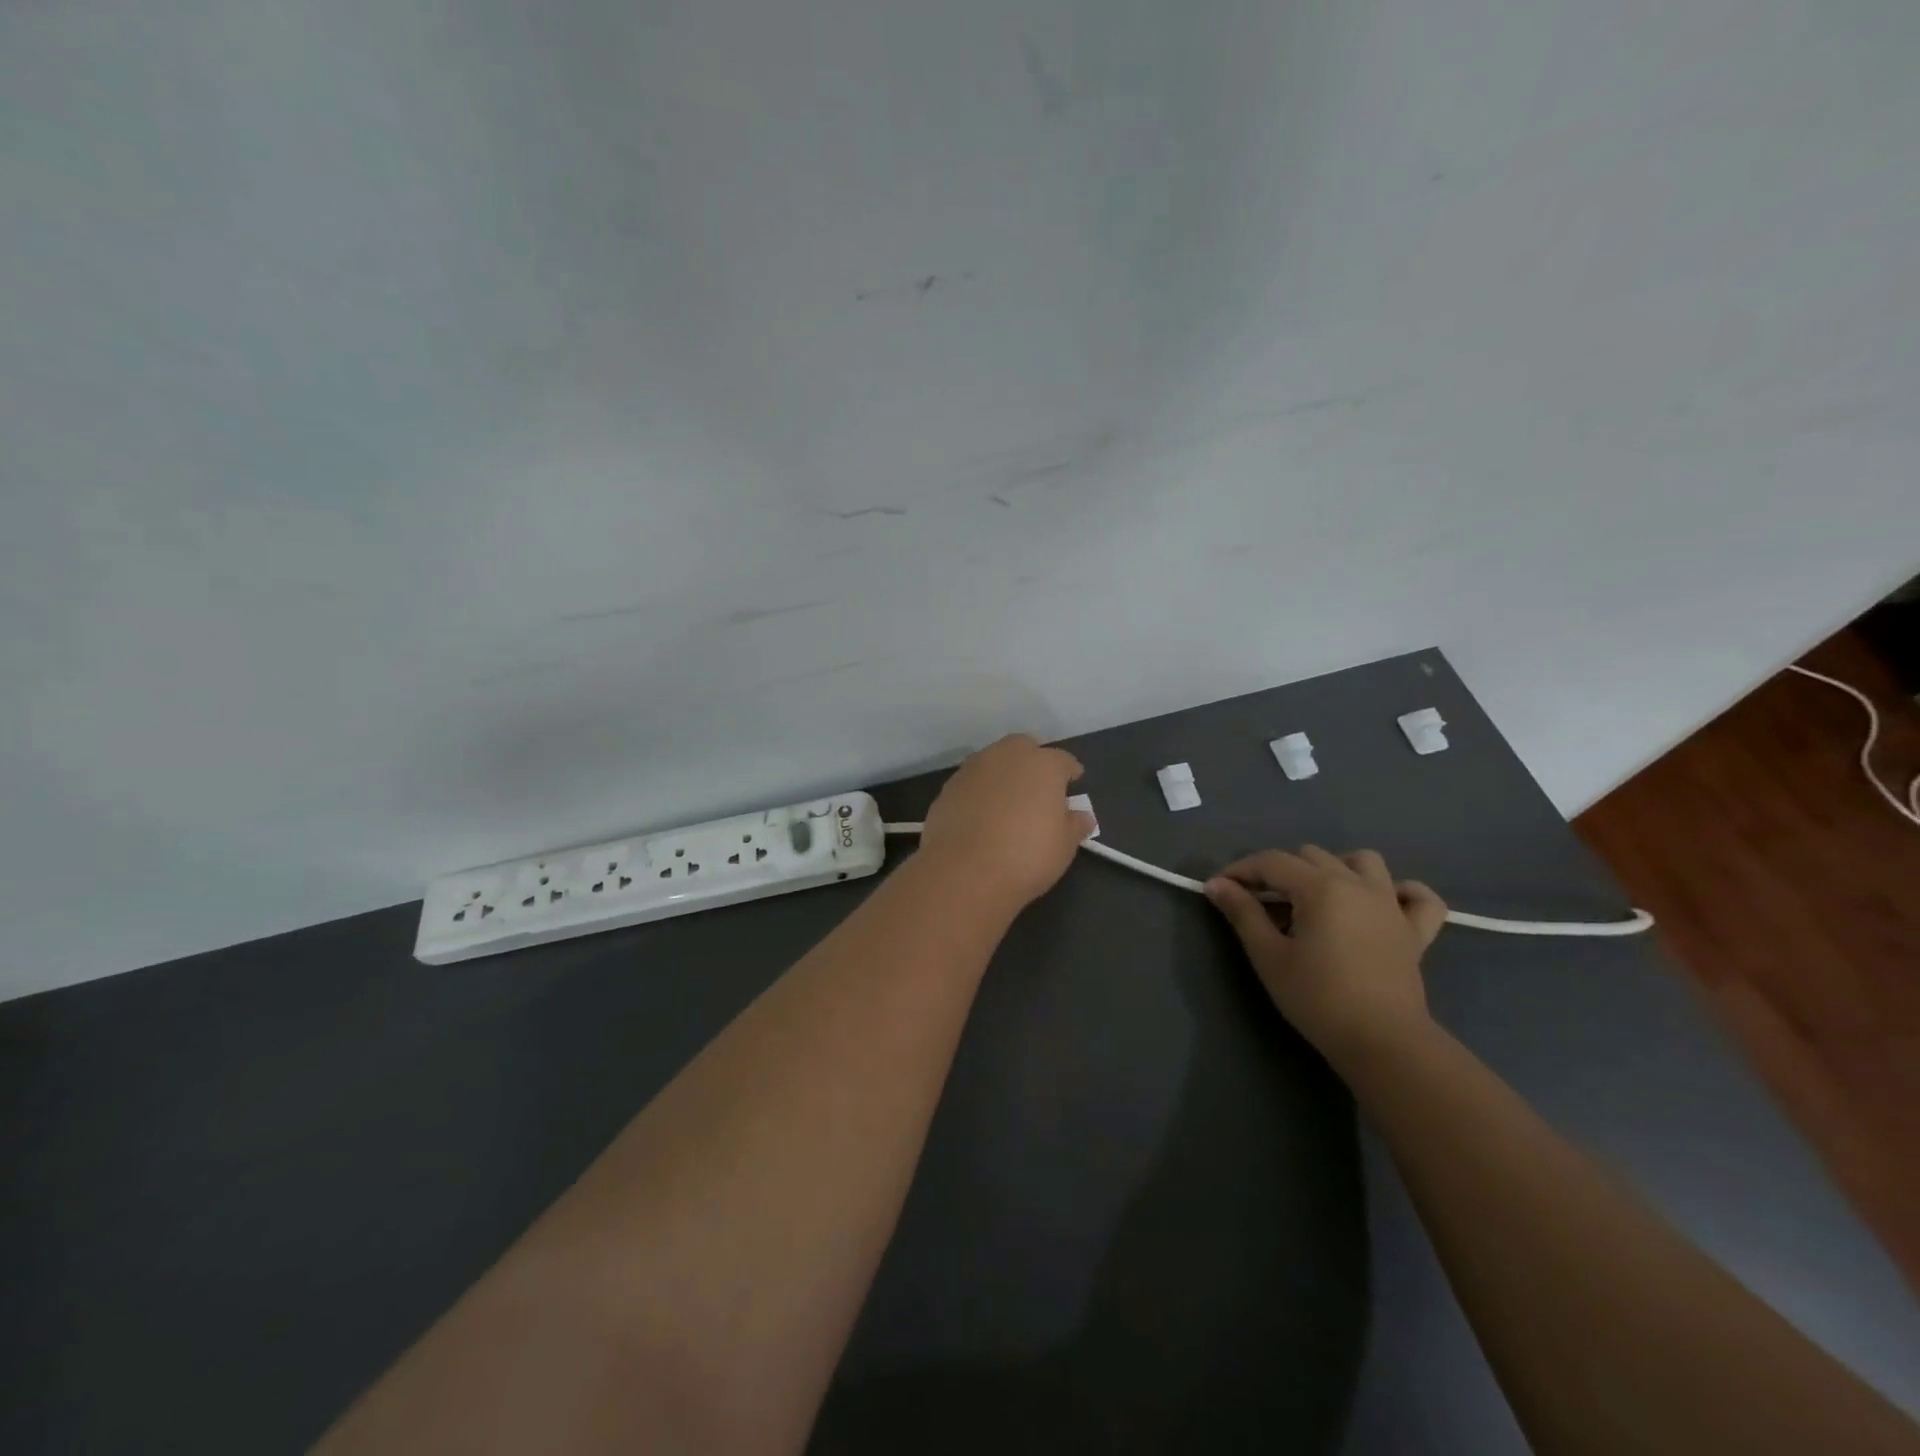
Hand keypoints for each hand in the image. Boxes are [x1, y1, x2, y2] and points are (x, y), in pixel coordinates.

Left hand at [916, 735, 1095, 913]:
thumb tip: (1082, 815)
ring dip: (1002, 774)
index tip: (1073, 783)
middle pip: (1023, 748)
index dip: (1069, 772)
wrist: (964, 872)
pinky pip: (970, 783)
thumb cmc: (1027, 856)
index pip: (1063, 760)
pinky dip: (978, 792)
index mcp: (1043, 765)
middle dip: (1032, 761)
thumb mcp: (1064, 846)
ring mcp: (972, 769)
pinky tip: (980, 815)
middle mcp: (1006, 756)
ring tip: (1007, 801)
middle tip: (1037, 788)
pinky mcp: (947, 788)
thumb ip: (1075, 824)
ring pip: (992, 761)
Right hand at [1205, 846, 1446, 1065]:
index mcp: (1321, 887)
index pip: (1272, 862)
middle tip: (1261, 903)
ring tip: (1317, 895)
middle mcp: (1358, 884)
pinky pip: (1418, 898)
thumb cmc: (1317, 998)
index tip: (1219, 889)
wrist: (1382, 1042)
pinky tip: (1382, 904)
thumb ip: (1243, 913)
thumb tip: (1216, 884)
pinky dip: (1401, 893)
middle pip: (1311, 856)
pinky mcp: (1416, 932)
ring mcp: (1391, 905)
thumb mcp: (1269, 956)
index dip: (1241, 870)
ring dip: (1336, 868)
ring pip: (1364, 861)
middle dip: (1280, 871)